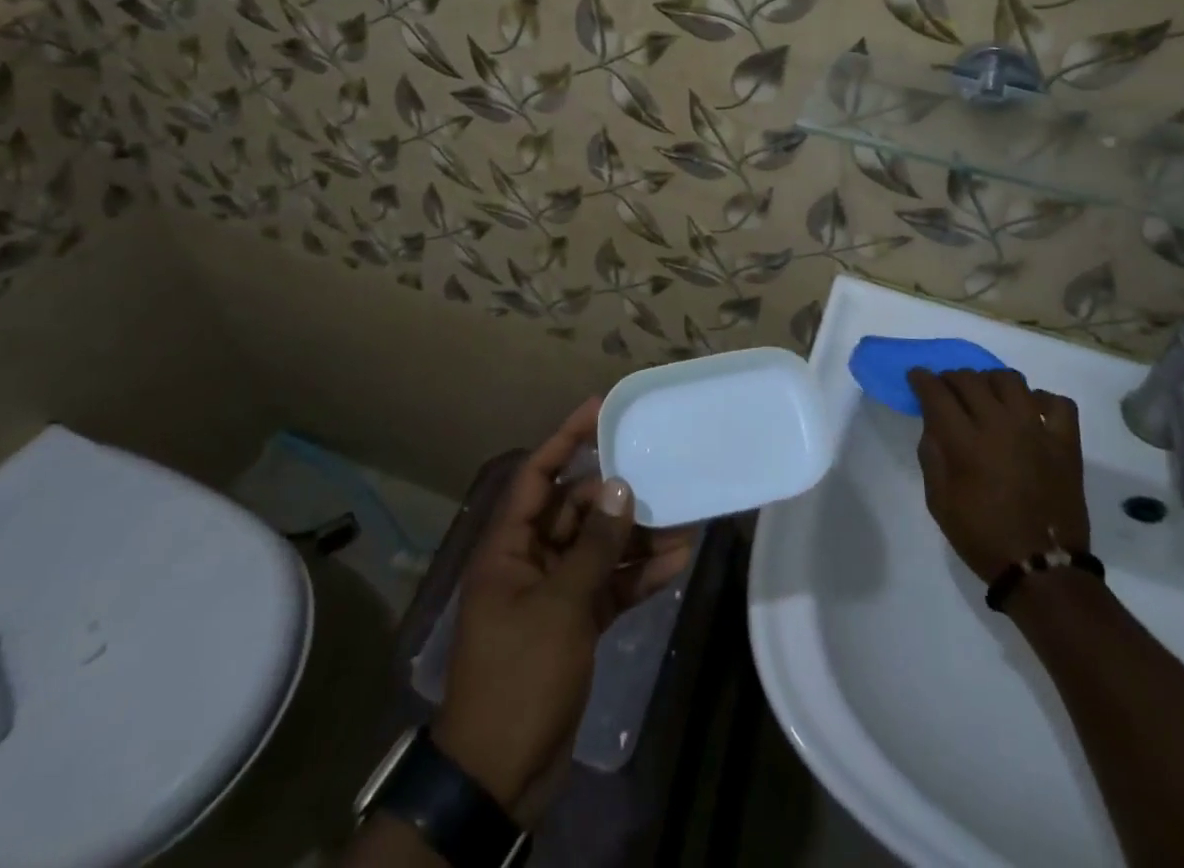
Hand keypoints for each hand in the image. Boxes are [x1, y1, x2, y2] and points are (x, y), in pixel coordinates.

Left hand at [433, 399, 695, 821]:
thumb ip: (593, 546)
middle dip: (617, 498)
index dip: (565, 438)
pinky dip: (638, 576)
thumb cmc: (519, 676)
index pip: (537, 476)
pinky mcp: (574, 623)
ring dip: (636, 539)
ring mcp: (553, 593)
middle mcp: (530, 561)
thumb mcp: (559, 606)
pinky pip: (609, 585)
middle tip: (660, 478)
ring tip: (683, 525)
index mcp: (509, 548)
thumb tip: (620, 489)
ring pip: (598, 548)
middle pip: (575, 510)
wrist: (500, 775)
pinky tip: (675, 565)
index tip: (600, 408)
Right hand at [908, 368, 1090, 581]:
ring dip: (990, 381)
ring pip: (1010, 380)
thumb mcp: (939, 501)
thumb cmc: (983, 537)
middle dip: (950, 378)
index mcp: (966, 442)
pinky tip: (1029, 412)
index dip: (922, 379)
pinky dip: (1041, 400)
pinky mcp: (1065, 443)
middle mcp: (1000, 425)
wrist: (1042, 570)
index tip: (916, 376)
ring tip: (986, 395)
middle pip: (970, 379)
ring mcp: (1037, 430)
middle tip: (946, 389)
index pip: (937, 393)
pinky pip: (1058, 402)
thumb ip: (932, 455)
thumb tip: (933, 424)